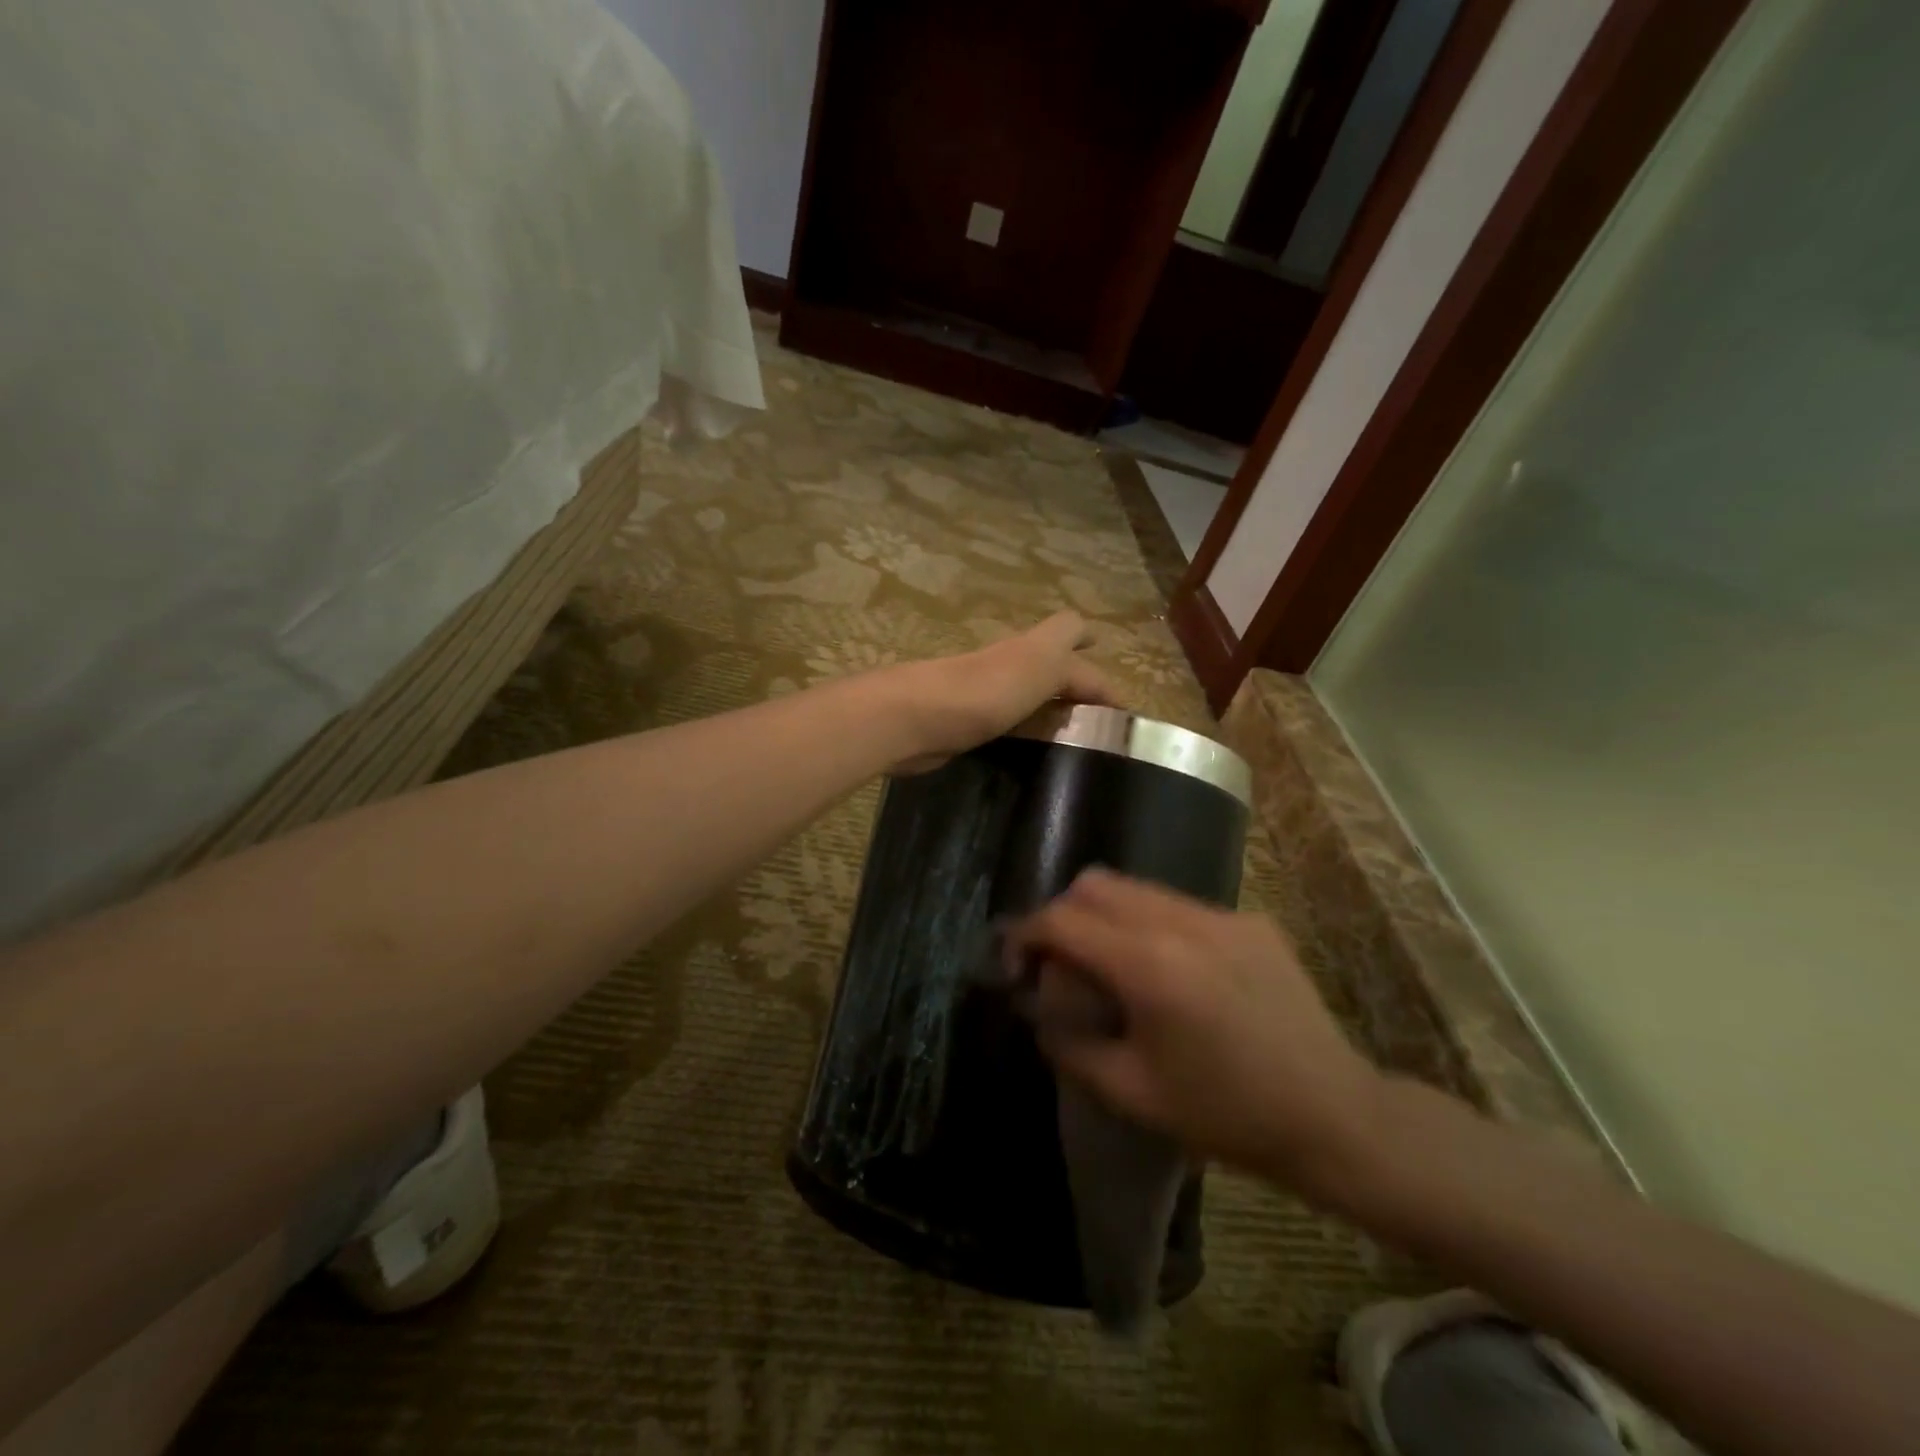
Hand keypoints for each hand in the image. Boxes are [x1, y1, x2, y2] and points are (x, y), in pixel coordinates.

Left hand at [890, 612, 1116, 770]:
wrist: (914, 719)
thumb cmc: (985, 688)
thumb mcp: (1042, 663)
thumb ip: (1074, 666)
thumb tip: (1104, 687)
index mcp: (1032, 648)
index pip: (1073, 636)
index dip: (1097, 662)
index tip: (1120, 705)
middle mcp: (1009, 665)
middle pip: (1049, 664)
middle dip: (1073, 683)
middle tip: (1098, 719)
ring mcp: (985, 695)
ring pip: (1028, 696)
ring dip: (1050, 711)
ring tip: (1077, 744)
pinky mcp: (967, 725)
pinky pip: (1007, 725)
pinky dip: (1025, 734)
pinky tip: (1034, 756)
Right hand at [1005, 869, 1387, 1198]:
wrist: (1334, 1116)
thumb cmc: (1226, 1114)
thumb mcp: (1131, 1093)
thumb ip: (1069, 1044)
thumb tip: (1037, 1010)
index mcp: (1149, 965)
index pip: (1062, 920)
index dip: (1024, 935)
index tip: (1015, 964)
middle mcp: (1182, 921)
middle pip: (1095, 884)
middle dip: (1063, 915)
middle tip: (1061, 963)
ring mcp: (1221, 915)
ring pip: (1138, 888)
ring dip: (1107, 916)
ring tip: (1112, 965)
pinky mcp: (1250, 920)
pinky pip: (1180, 905)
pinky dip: (1153, 925)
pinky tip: (1172, 974)